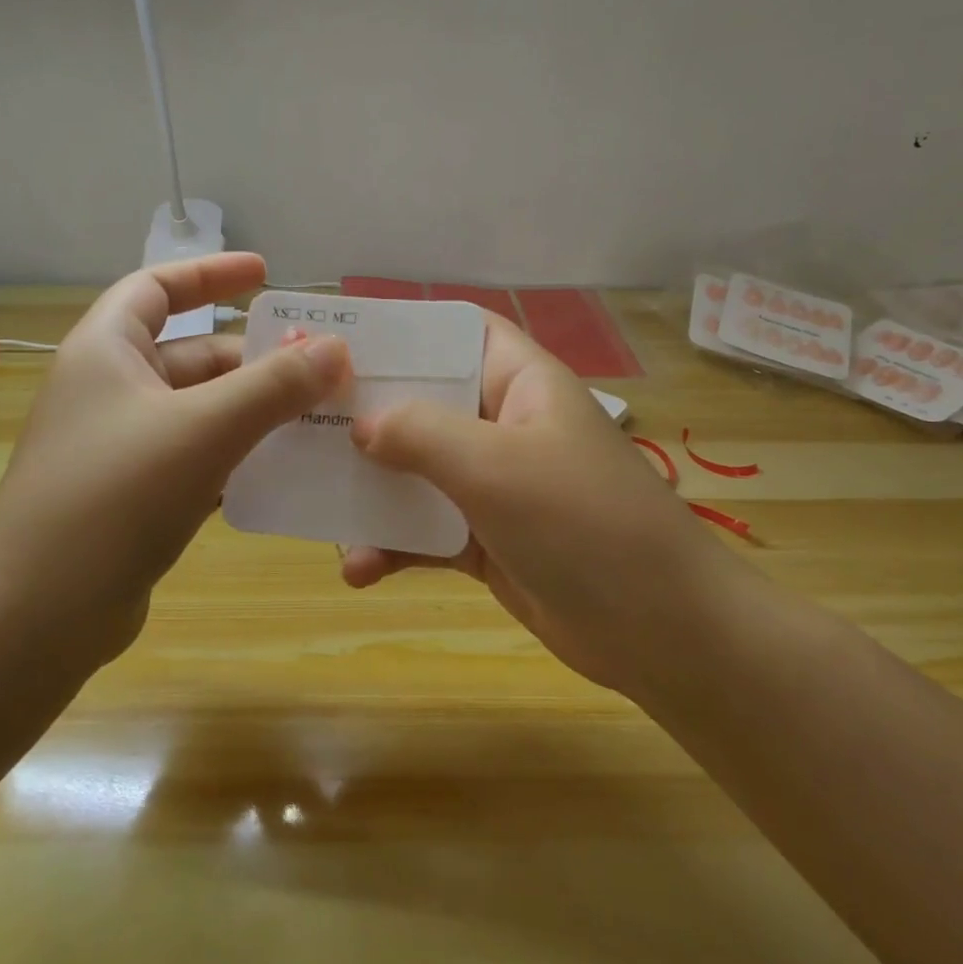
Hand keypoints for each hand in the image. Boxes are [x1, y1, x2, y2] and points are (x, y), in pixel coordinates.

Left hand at [0, 253, 349, 665]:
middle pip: (193, 355)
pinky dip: (240, 457)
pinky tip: (286, 471)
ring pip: (202, 411)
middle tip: (322, 370)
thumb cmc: (114, 497)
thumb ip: (274, 386)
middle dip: (257, 360)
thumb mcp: (203, 428)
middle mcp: (109, 391)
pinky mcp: (135, 498)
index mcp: (106, 351)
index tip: (266, 275)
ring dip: (257, 412)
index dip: (210, 274)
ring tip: (320, 418)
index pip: (157, 287)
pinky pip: (199, 459)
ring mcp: (121, 448)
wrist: (36, 618)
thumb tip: (336, 349)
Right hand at [342, 315, 709, 695]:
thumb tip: (361, 425)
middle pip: (424, 403)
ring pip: (417, 472)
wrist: (661, 632)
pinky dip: (393, 547)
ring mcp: (495, 486)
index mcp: (519, 383)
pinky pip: (426, 531)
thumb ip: (421, 434)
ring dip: (370, 492)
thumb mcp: (495, 465)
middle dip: (366, 417)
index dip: (402, 331)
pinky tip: (358, 571)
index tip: (337, 344)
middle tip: (300, 424)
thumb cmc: (583, 522)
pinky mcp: (486, 541)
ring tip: (318, 510)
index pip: (456, 333)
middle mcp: (503, 424)